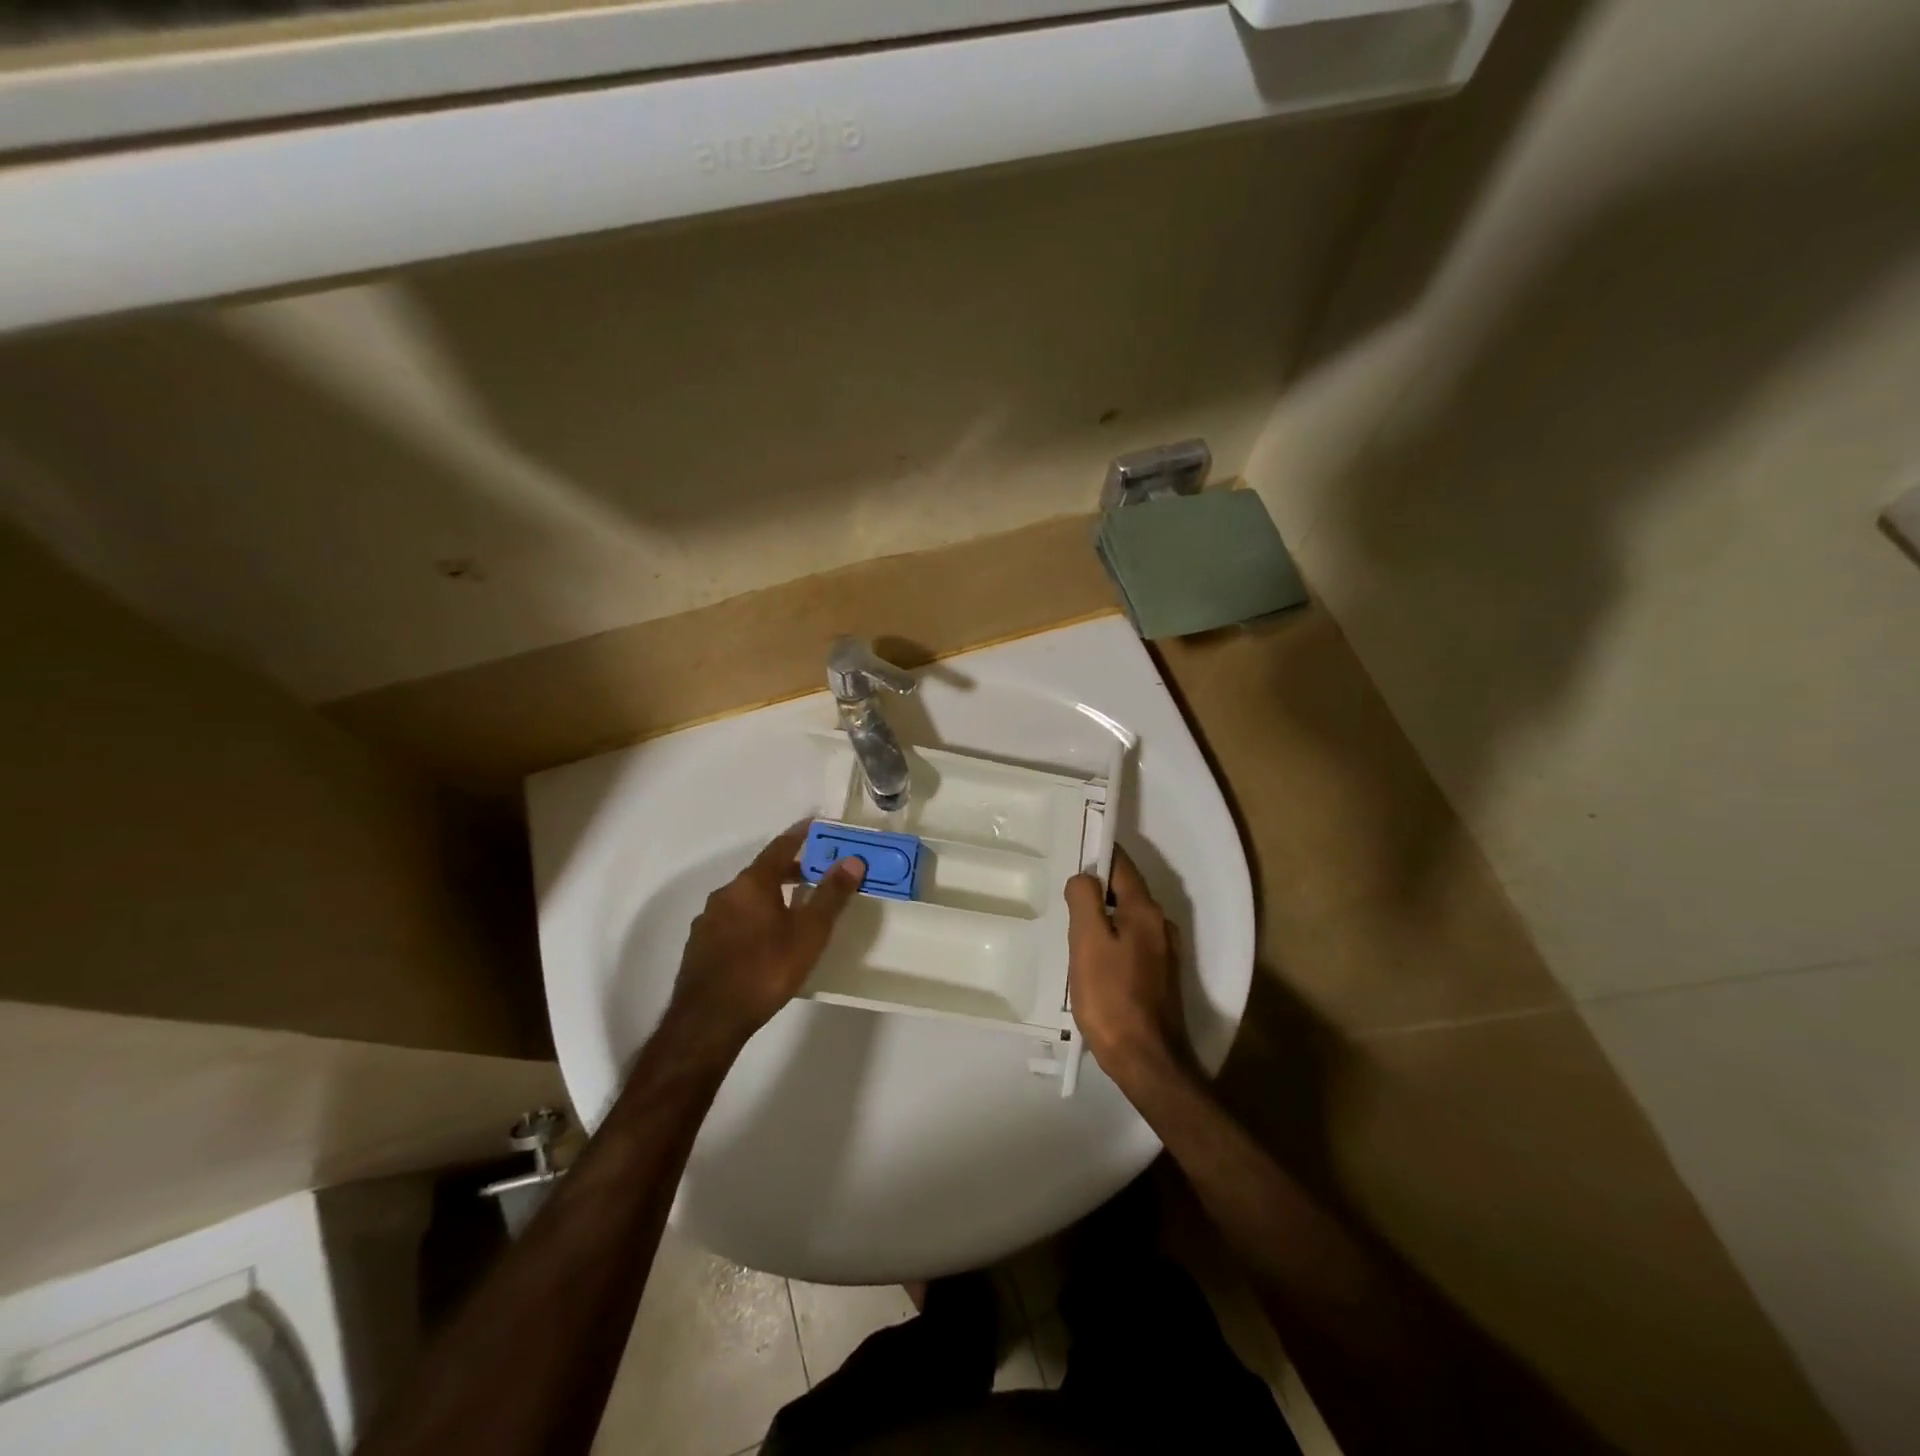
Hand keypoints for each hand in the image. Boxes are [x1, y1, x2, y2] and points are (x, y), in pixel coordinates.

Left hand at [664, 825, 864, 1055]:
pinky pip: (733, 919)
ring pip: (745, 898)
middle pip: (762, 872)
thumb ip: (831, 895)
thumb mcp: (809, 933)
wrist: (709, 1021)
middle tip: (815, 874)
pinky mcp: (700, 946)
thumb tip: (852, 860)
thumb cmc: (765, 970)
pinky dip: (753, 918)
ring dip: (770, 896)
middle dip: (789, 870)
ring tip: (793, 910)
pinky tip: (764, 940)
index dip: (800, 834)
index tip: (817, 825)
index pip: (780, 846)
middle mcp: (726, 893)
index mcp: (752, 883)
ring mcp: (708, 920)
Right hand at [1064, 847, 1189, 1083]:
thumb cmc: (1111, 997)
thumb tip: (1084, 877)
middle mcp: (1160, 925)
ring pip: (1128, 920)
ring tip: (1074, 930)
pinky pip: (1132, 944)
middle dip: (1098, 888)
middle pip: (1126, 892)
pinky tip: (1094, 960)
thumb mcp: (1087, 942)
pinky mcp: (1160, 978)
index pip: (1122, 865)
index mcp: (1144, 911)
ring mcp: (1164, 954)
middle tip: (1065, 897)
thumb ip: (1084, 900)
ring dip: (1104, 918)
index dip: (1099, 854)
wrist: (1146, 1060)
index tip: (1074, 851)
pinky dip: (1112, 941)